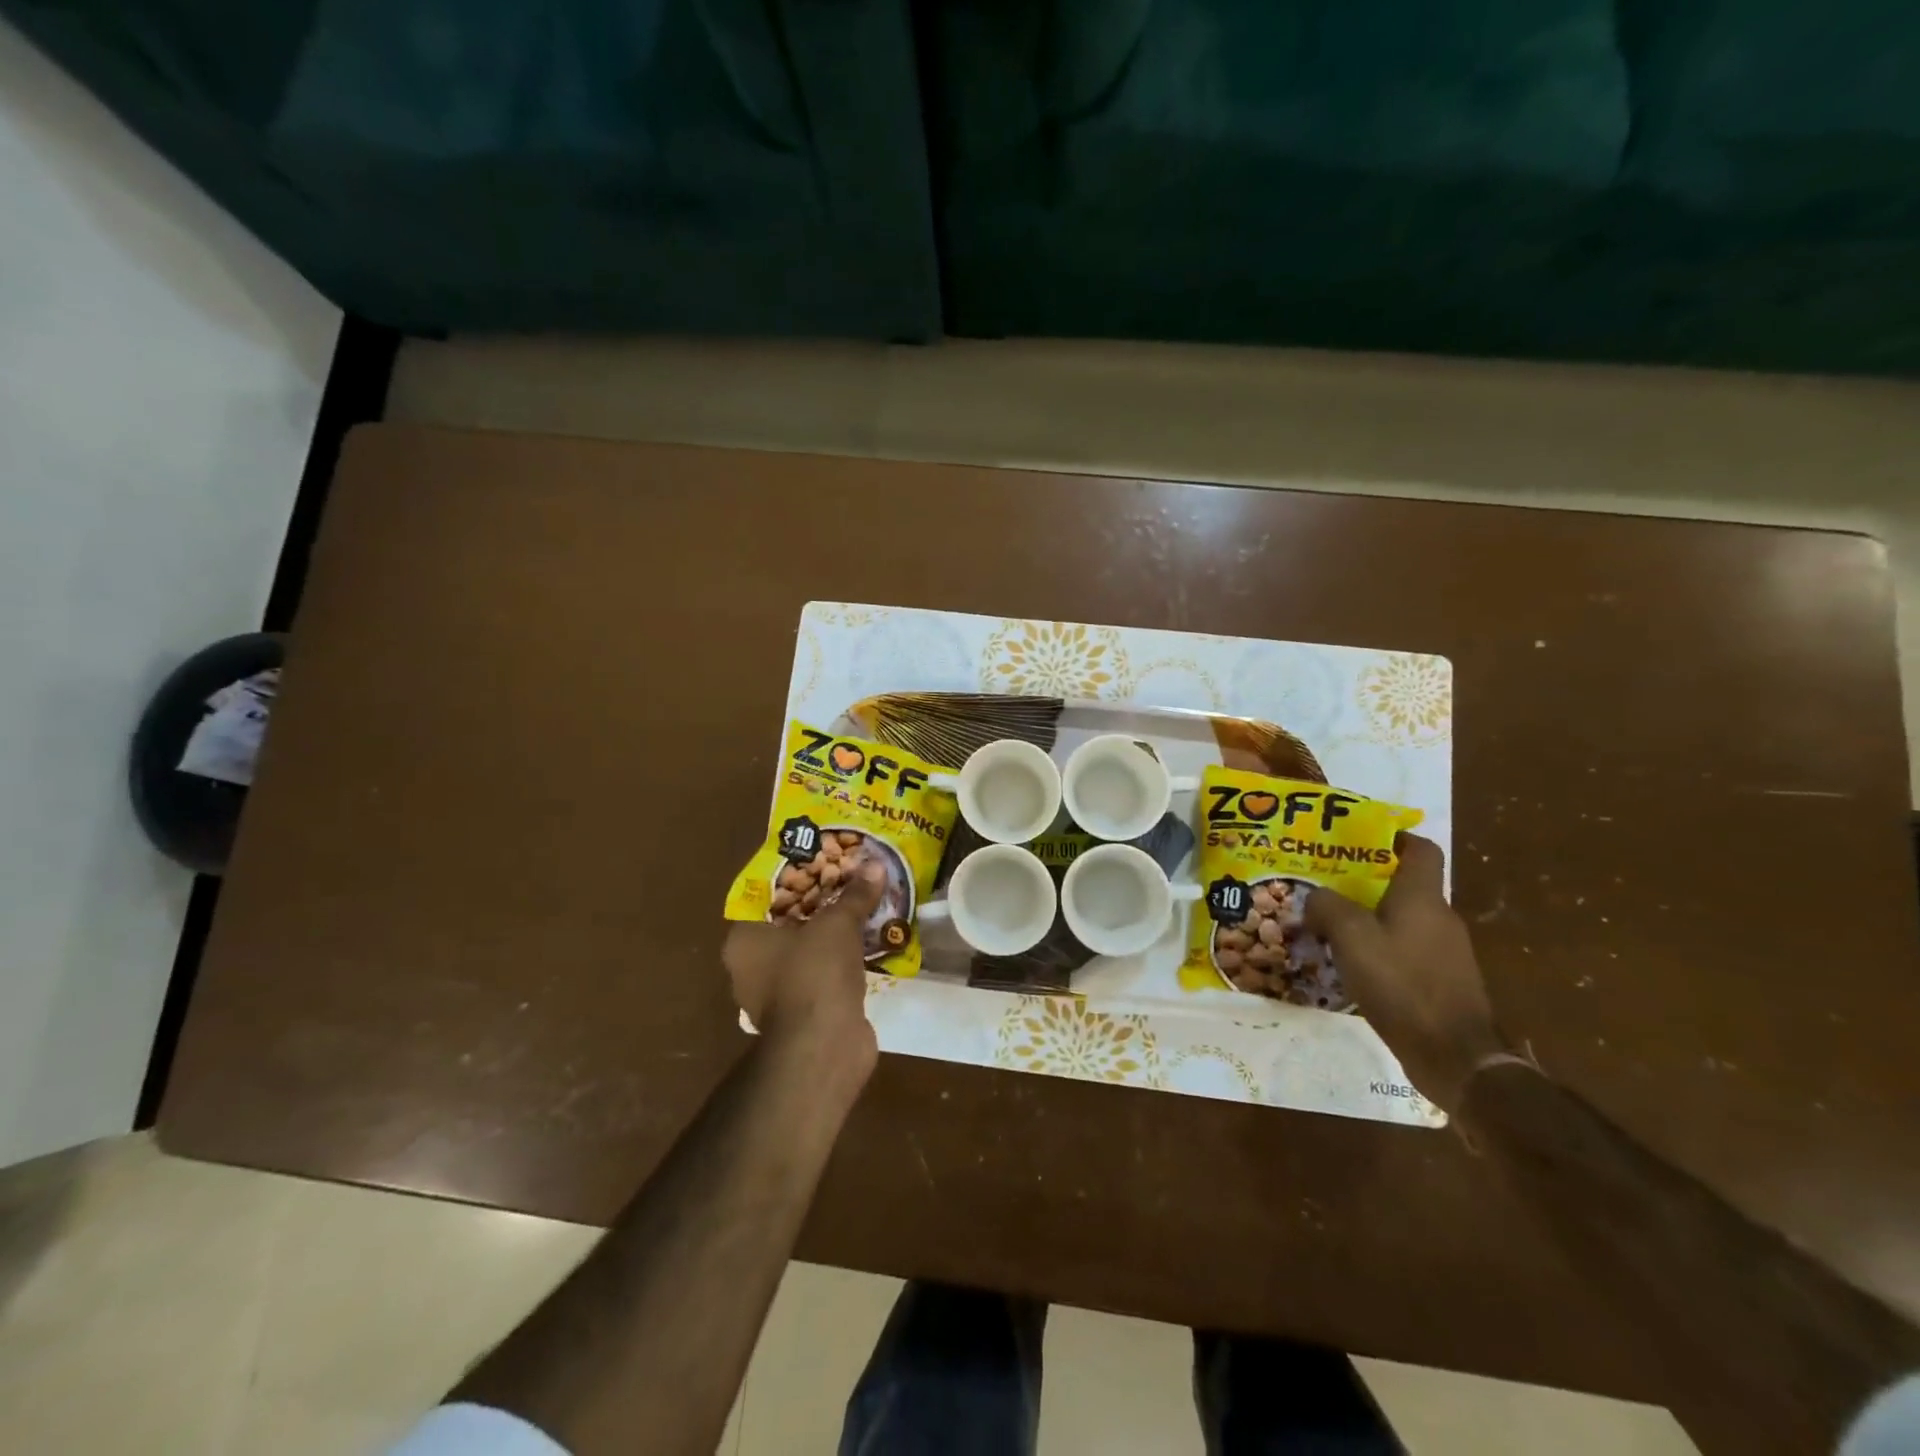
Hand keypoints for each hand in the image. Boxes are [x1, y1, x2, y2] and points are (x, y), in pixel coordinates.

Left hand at [723, 859, 885, 1083]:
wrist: (825, 1046)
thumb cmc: (814, 973)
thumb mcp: (837, 923)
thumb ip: (854, 895)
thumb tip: (875, 865)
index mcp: (744, 940)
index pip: (765, 896)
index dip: (794, 876)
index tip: (821, 860)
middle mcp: (752, 967)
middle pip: (789, 922)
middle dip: (820, 903)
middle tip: (849, 879)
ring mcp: (777, 994)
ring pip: (808, 950)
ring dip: (834, 934)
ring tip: (864, 906)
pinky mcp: (804, 1013)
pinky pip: (824, 974)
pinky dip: (843, 961)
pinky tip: (869, 942)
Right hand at [1303, 834, 1505, 1112]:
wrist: (1453, 1056)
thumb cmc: (1402, 984)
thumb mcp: (1351, 937)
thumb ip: (1328, 907)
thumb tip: (1316, 897)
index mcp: (1422, 898)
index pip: (1420, 849)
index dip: (1394, 838)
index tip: (1360, 840)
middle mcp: (1440, 918)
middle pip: (1406, 885)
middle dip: (1368, 882)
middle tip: (1327, 885)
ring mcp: (1447, 952)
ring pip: (1404, 920)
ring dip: (1372, 919)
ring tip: (1331, 928)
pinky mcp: (1444, 982)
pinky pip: (1408, 950)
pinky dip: (1382, 950)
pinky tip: (1355, 966)